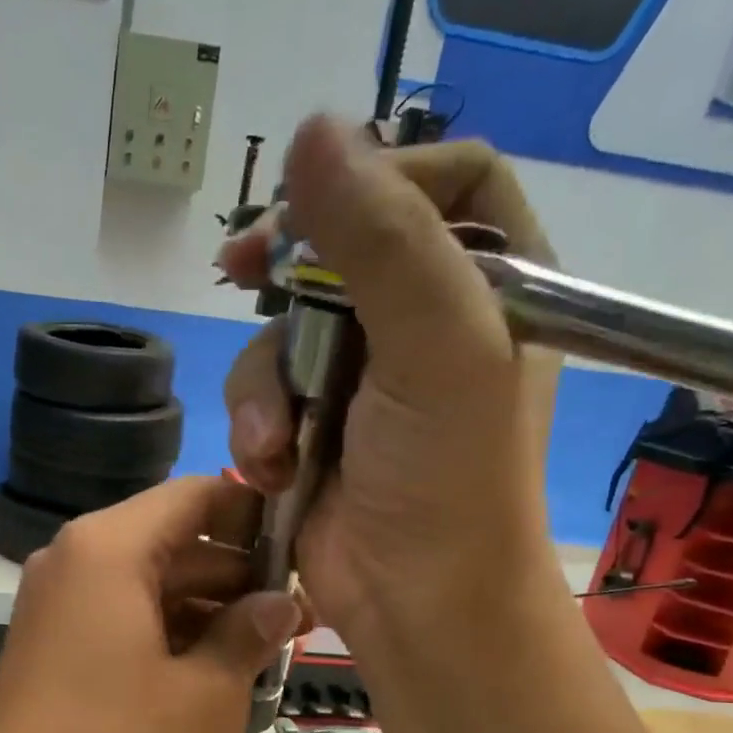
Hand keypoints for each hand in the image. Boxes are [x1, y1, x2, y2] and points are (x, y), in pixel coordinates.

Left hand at [0, 477, 302, 732]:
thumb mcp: (207, 693)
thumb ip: (248, 635)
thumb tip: (280, 605)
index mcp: (109, 548)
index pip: (194, 496)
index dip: (252, 513)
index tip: (298, 549)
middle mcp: (73, 560)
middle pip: (170, 541)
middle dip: (235, 575)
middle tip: (295, 618)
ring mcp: (54, 604)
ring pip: (145, 584)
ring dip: (204, 610)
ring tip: (262, 651)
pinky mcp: (48, 644)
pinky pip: (117, 616)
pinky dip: (164, 632)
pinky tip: (207, 671)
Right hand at [219, 119, 563, 642]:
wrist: (415, 601)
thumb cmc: (449, 477)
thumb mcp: (438, 347)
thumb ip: (383, 239)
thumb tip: (314, 131)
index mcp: (493, 285)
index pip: (444, 182)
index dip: (381, 177)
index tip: (314, 205)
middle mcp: (427, 323)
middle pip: (342, 252)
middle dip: (288, 276)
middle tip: (239, 270)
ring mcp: (364, 381)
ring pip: (284, 332)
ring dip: (265, 386)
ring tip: (278, 442)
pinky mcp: (313, 431)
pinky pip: (262, 397)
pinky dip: (257, 429)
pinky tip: (271, 466)